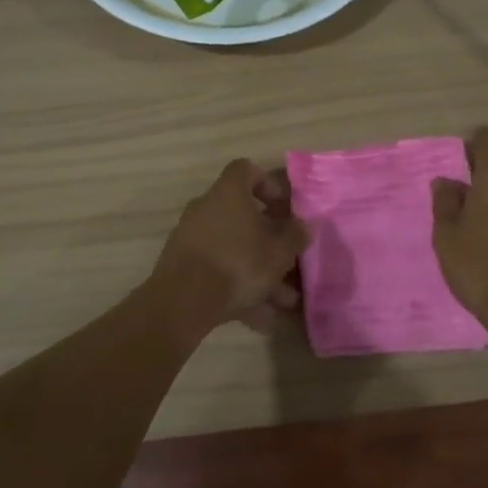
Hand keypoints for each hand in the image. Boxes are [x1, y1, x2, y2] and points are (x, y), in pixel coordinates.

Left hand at [147, 159, 311, 341]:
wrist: (183, 301)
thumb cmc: (238, 263)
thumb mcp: (279, 252)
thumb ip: (295, 236)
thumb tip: (304, 225)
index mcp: (229, 193)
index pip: (247, 170)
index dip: (269, 184)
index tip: (285, 208)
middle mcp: (206, 208)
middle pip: (243, 216)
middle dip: (269, 240)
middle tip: (289, 261)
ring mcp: (191, 237)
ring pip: (233, 248)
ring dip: (258, 270)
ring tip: (282, 302)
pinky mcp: (182, 265)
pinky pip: (218, 269)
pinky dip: (238, 287)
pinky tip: (259, 317)